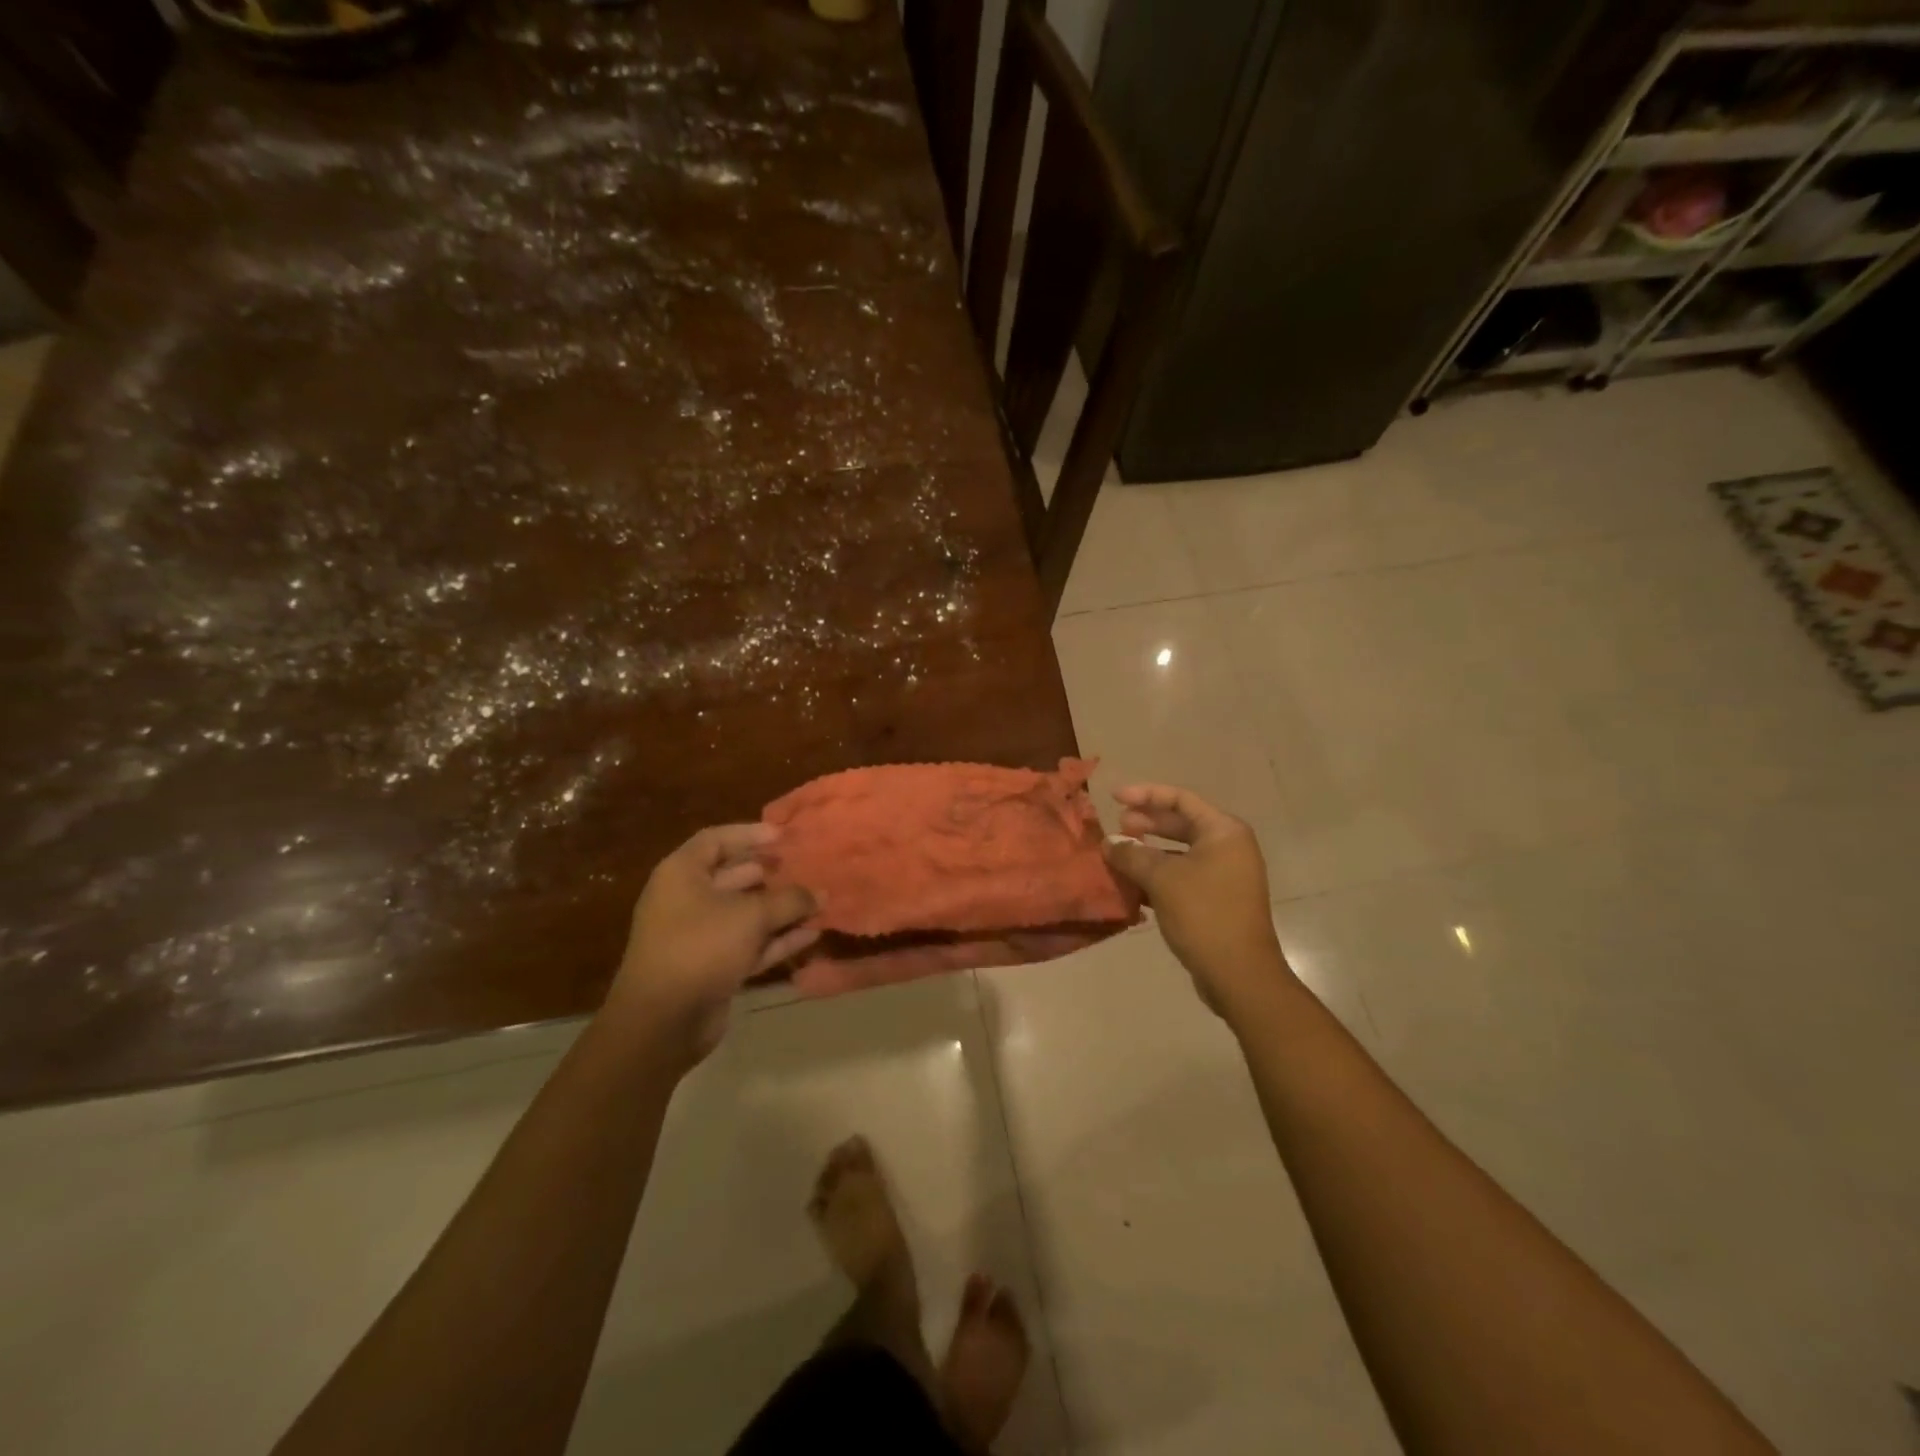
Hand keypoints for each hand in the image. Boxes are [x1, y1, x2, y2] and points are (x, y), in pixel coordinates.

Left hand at [606, 824, 818, 1068]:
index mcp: (682, 874)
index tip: (785, 836)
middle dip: (771, 872)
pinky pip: (749, 944)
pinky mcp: (712, 967)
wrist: (662, 1022)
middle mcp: (687, 900)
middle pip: (734, 876)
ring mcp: (699, 936)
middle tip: (808, 867)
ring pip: (745, 913)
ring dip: (780, 909)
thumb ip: (790, 899)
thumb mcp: (751, 916)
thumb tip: (821, 893)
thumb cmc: (701, 947)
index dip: (750, 834)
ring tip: (819, 901)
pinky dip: (777, 939)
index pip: (716, 840)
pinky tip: (811, 934)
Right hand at [1103, 784, 1292, 1018]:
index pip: (1180, 799)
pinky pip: (1183, 876)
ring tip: (1118, 855)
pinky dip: (1158, 876)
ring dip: (1148, 852)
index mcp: (1223, 832)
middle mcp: (1229, 847)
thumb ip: (1132, 854)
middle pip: (1181, 823)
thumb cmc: (1203, 914)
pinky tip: (1132, 885)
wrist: (1239, 974)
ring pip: (1180, 852)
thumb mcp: (1161, 879)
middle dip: (1146, 824)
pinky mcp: (1217, 900)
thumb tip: (1109, 842)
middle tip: (1116, 826)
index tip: (1114, 797)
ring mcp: (1225, 875)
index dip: (1145, 794)